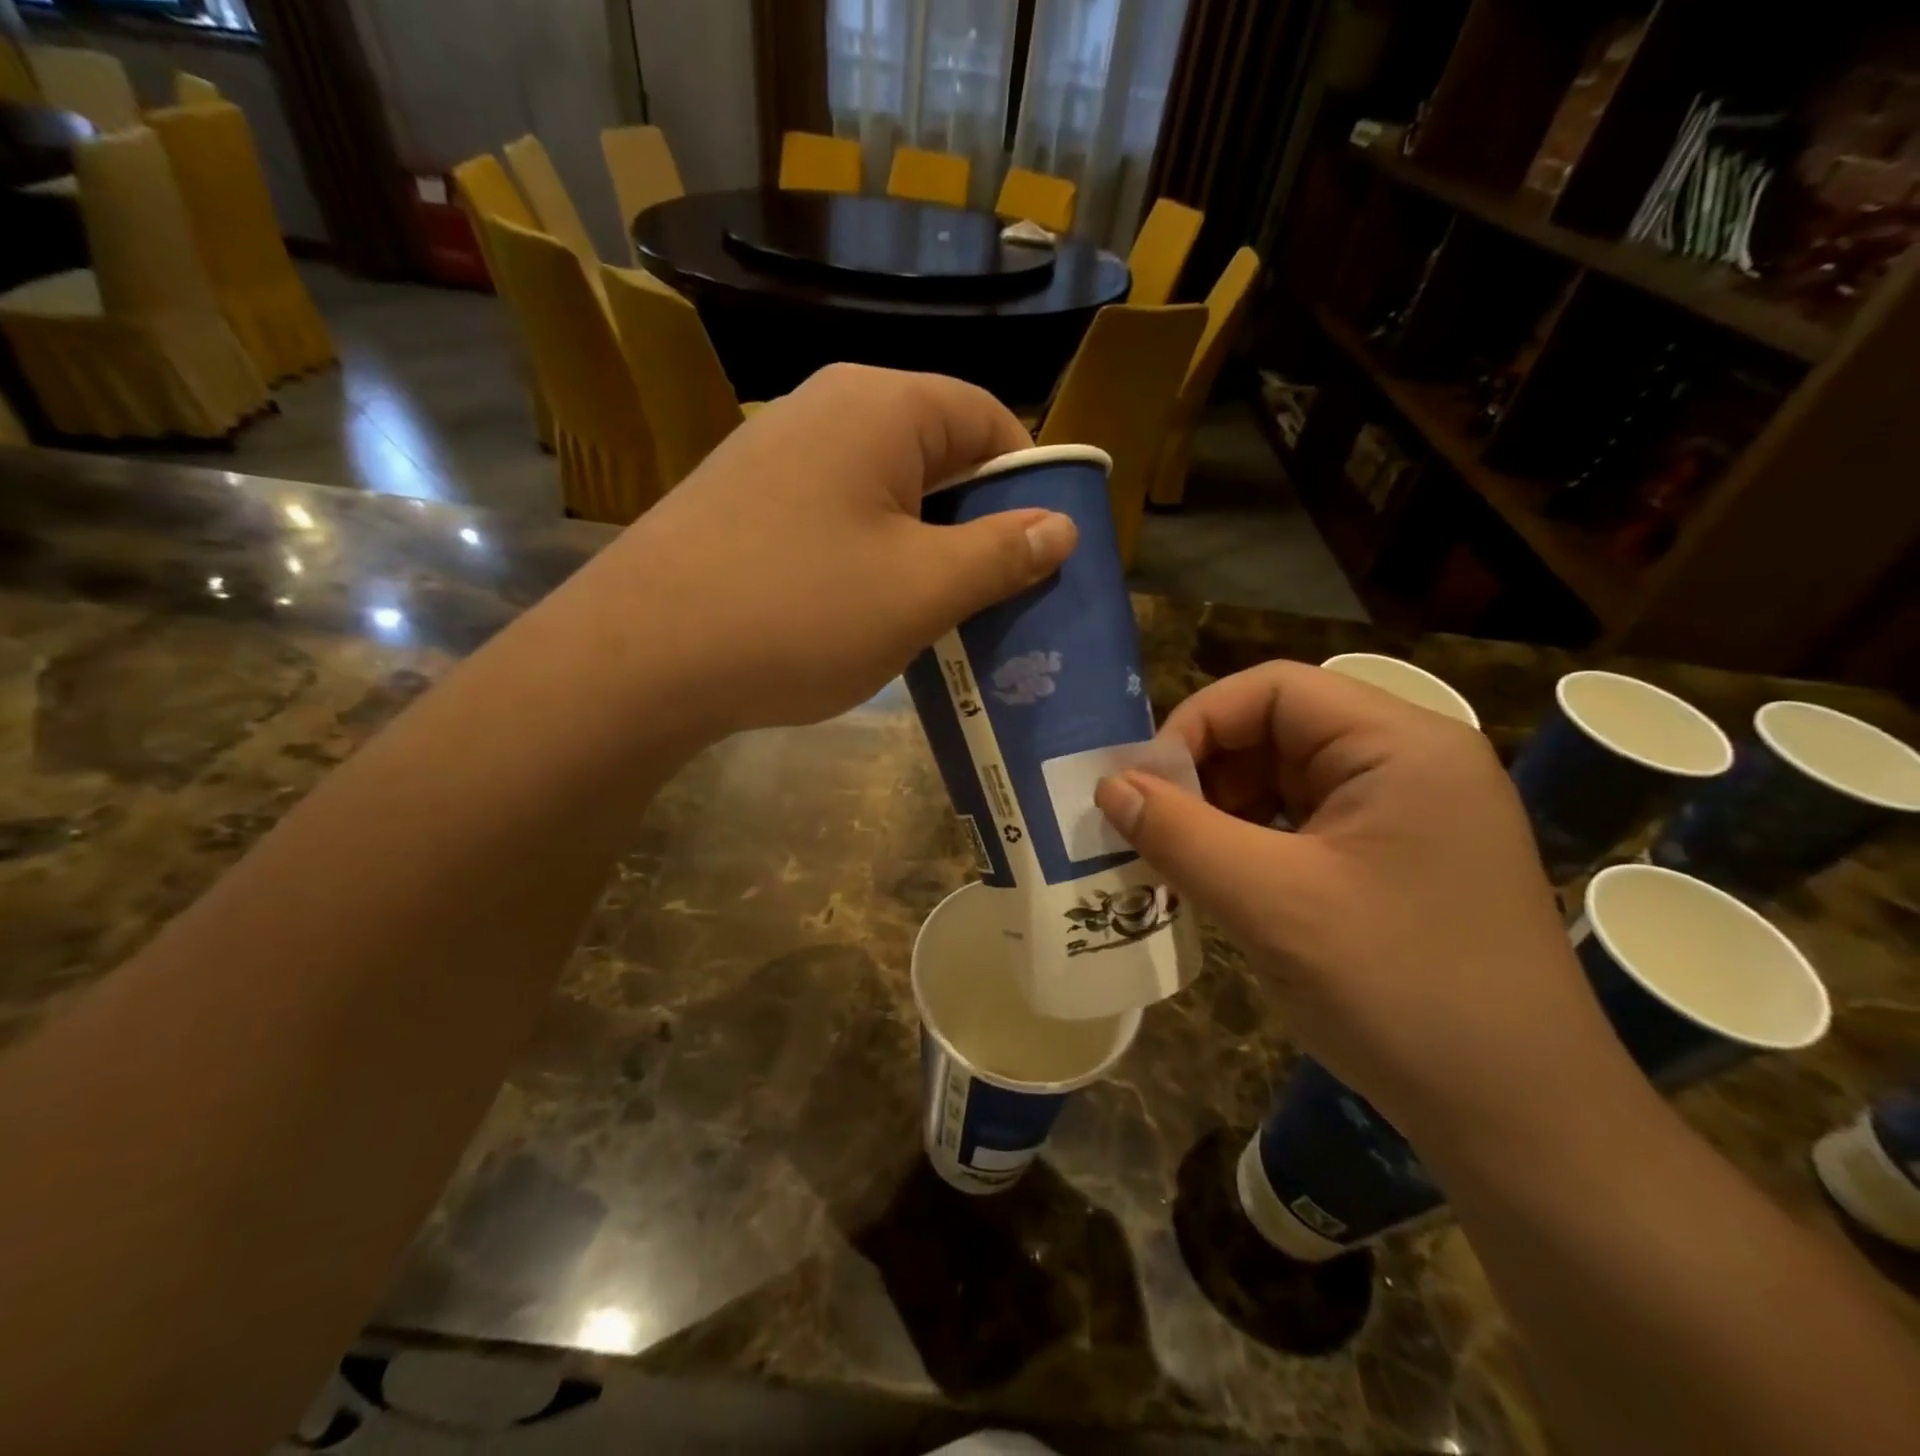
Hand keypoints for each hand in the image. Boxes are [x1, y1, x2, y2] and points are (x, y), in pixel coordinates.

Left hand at [595, 365, 1075, 733]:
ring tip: (938, 614)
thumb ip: (1001, 554)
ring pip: (885, 492)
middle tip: (998, 596)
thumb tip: (1061, 526)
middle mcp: (826, 409)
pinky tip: (865, 613)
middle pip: (935, 454)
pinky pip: (836, 517)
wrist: (640, 658)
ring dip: (924, 548)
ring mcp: (775, 453)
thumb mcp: (921, 591)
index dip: (1028, 482)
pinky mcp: (744, 502)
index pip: (987, 420)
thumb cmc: (800, 612)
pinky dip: (869, 558)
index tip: (1042, 552)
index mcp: (881, 408)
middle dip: (976, 524)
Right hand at [1094, 662, 1631, 1145]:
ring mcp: (1415, 811)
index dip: (1197, 724)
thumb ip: (1179, 834)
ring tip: (1181, 860)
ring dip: (1226, 810)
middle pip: (1281, 729)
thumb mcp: (1269, 904)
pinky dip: (1258, 842)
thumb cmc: (1399, 992)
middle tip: (1154, 829)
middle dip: (1208, 773)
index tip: (1145, 787)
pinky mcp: (1405, 857)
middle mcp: (1414, 761)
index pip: (1273, 689)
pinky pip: (1311, 823)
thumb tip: (1108, 785)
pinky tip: (1227, 882)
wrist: (1524, 1120)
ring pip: (1290, 778)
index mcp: (1400, 744)